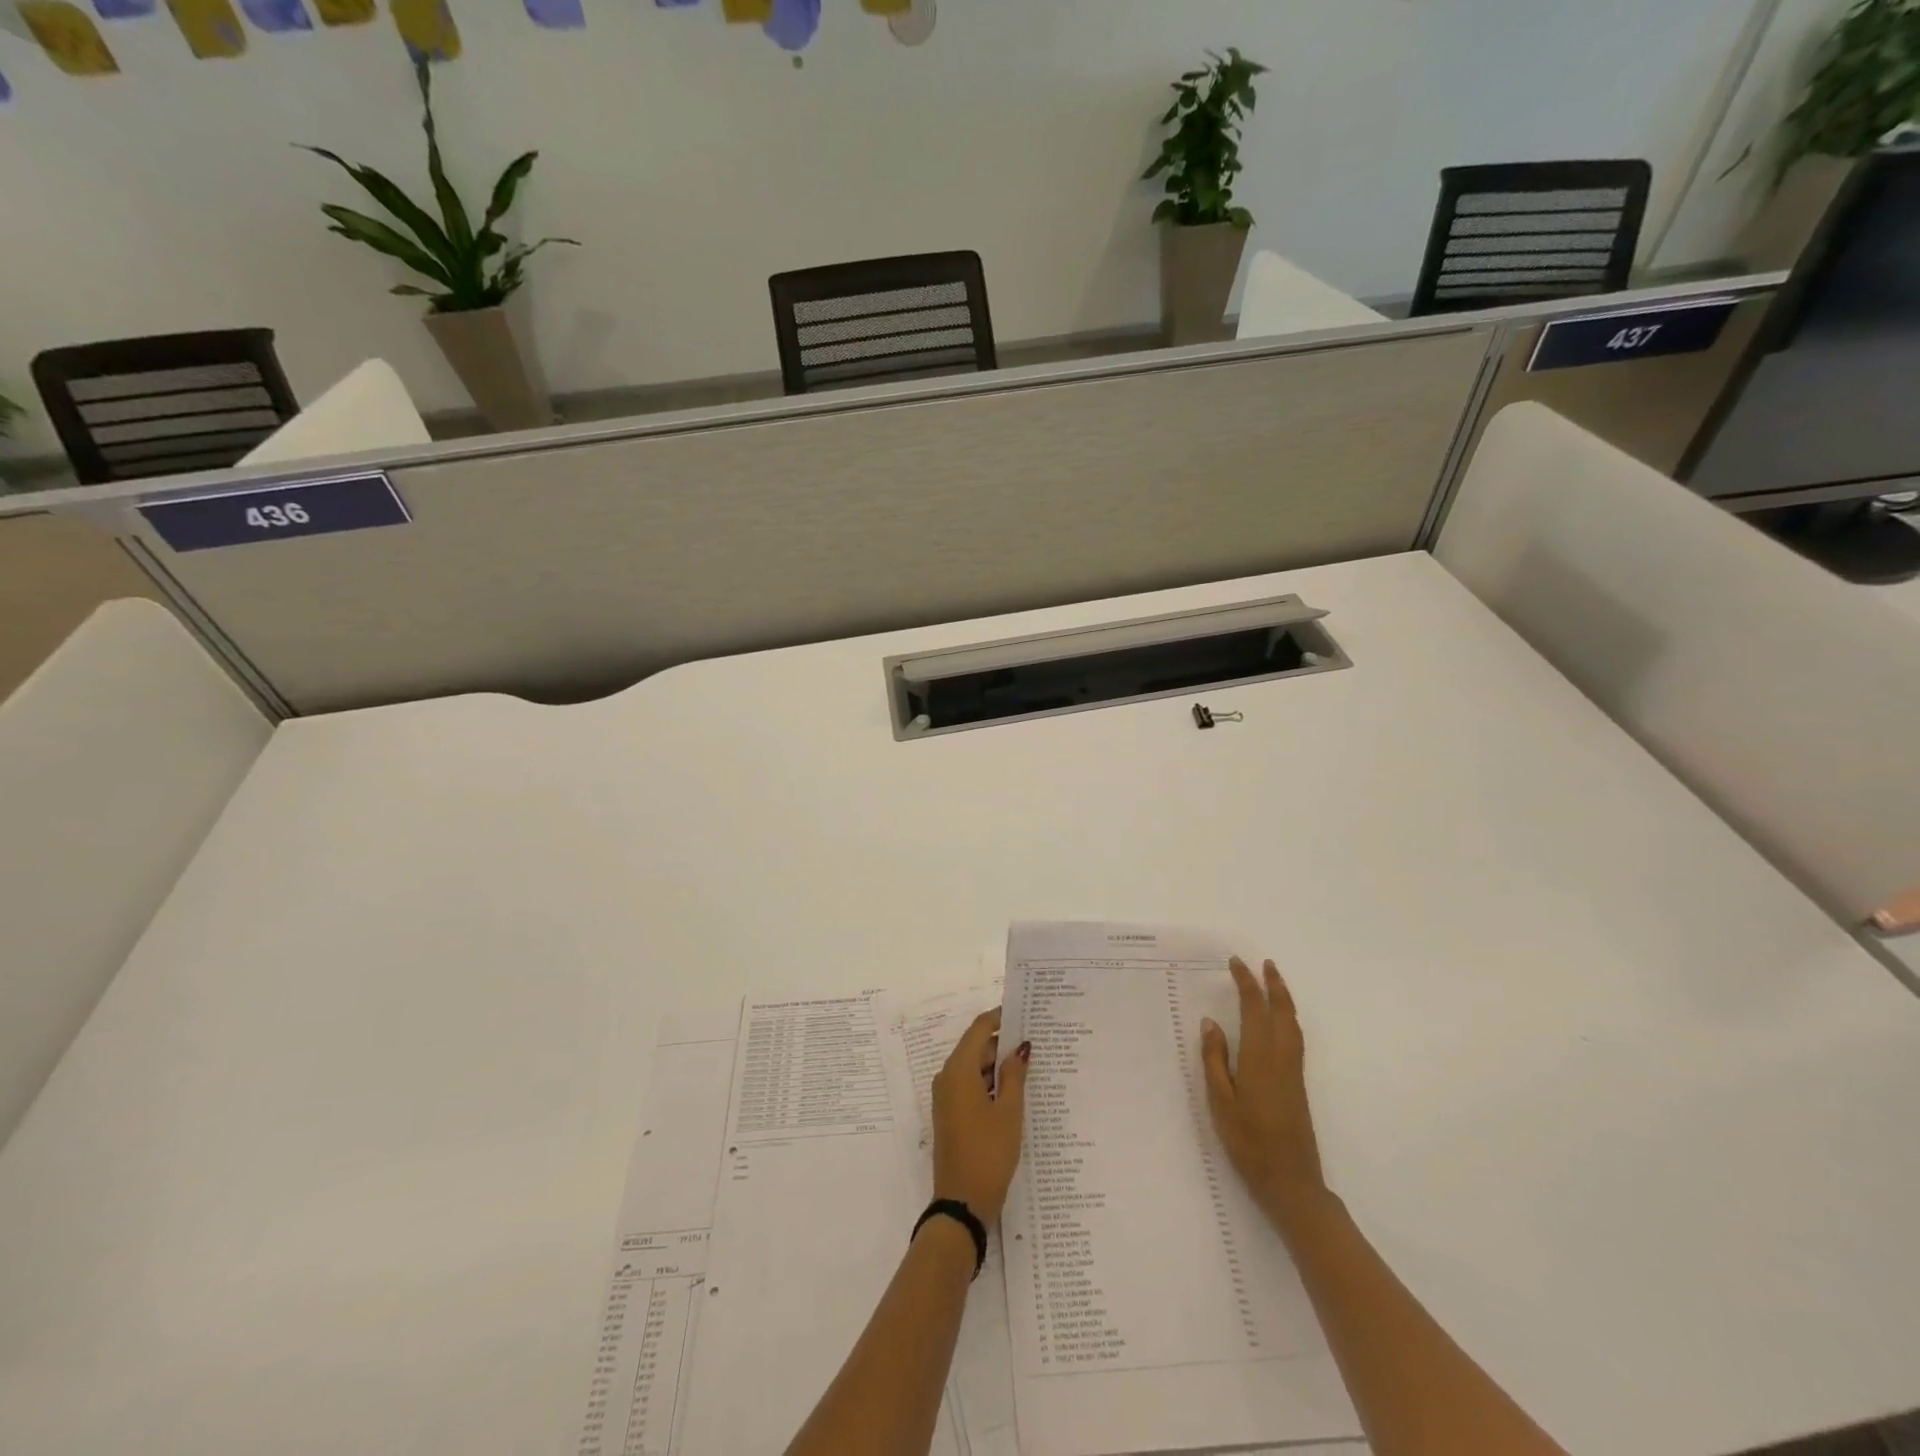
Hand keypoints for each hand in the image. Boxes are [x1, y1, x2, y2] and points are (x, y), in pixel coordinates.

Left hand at [931, 1009, 1029, 1223]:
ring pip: (974, 1068)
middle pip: (976, 1047)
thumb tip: (1021, 1047)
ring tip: (1031, 1065)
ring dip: (998, 1065)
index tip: (1024, 1013)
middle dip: (1003, 1043)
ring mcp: (946, 1097)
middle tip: (1035, 1042)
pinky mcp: (950, 1114)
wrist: (962, 1204)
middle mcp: (947, 1077)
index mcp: (958, 1070)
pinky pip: (970, 1085)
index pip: (979, 1029)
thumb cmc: (988, 1153)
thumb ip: (1015, 1075)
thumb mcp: (1009, 1112)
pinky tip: (1015, 1091)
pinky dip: (990, 1083)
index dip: (1000, 1018)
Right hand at [1200, 957, 1325, 1219]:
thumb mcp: (1220, 1102)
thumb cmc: (1249, 1143)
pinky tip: (1281, 1022)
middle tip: (1263, 963)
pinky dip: (1288, 1018)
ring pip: (1292, 1024)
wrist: (1291, 1183)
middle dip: (1273, 985)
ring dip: (1284, 999)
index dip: (1246, 984)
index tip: (1235, 963)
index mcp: (1259, 1058)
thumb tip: (1211, 1022)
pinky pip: (1295, 1038)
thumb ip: (1215, 1060)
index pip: (1254, 1009)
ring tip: (1274, 982)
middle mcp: (1281, 1059)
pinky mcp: (1298, 1085)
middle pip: (1281, 1012)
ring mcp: (1293, 1072)